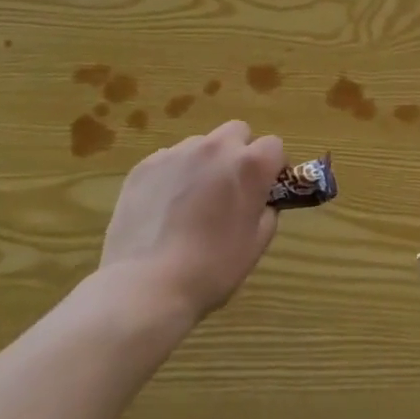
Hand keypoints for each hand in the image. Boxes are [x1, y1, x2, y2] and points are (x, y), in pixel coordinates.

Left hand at [100, 120, 285, 320]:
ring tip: (190, 201)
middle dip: (239, 152)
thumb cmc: (211, 269)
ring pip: (201, 144)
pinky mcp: (145, 164)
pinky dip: (173, 175)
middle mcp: (216, 147)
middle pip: (237, 132)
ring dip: (205, 163)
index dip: (272, 166)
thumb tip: (260, 201)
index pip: (274, 145)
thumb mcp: (256, 244)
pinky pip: (169, 159)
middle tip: (229, 187)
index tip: (265, 188)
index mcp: (249, 165)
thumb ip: (266, 211)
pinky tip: (163, 209)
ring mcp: (177, 152)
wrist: (146, 286)